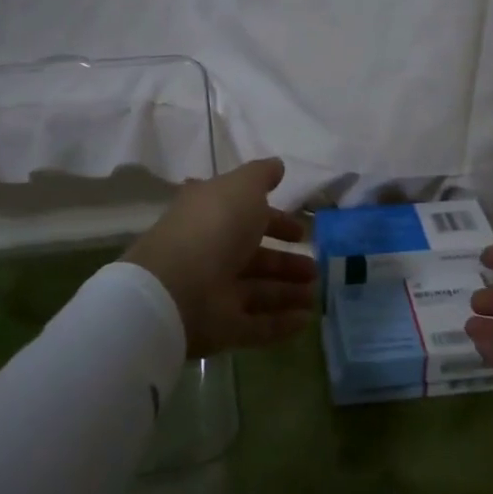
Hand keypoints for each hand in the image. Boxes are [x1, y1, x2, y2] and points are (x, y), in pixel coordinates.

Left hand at [122, 158, 316, 357]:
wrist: (176, 288)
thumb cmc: (214, 226)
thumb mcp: (242, 187)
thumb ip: (262, 176)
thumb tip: (278, 166)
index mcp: (212, 217)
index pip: (247, 217)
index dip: (275, 221)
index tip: (301, 231)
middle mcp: (212, 253)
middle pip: (254, 258)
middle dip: (285, 262)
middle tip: (315, 267)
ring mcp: (215, 293)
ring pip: (258, 291)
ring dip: (287, 292)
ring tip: (316, 293)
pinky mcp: (221, 327)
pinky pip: (256, 325)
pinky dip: (281, 323)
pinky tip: (306, 320)